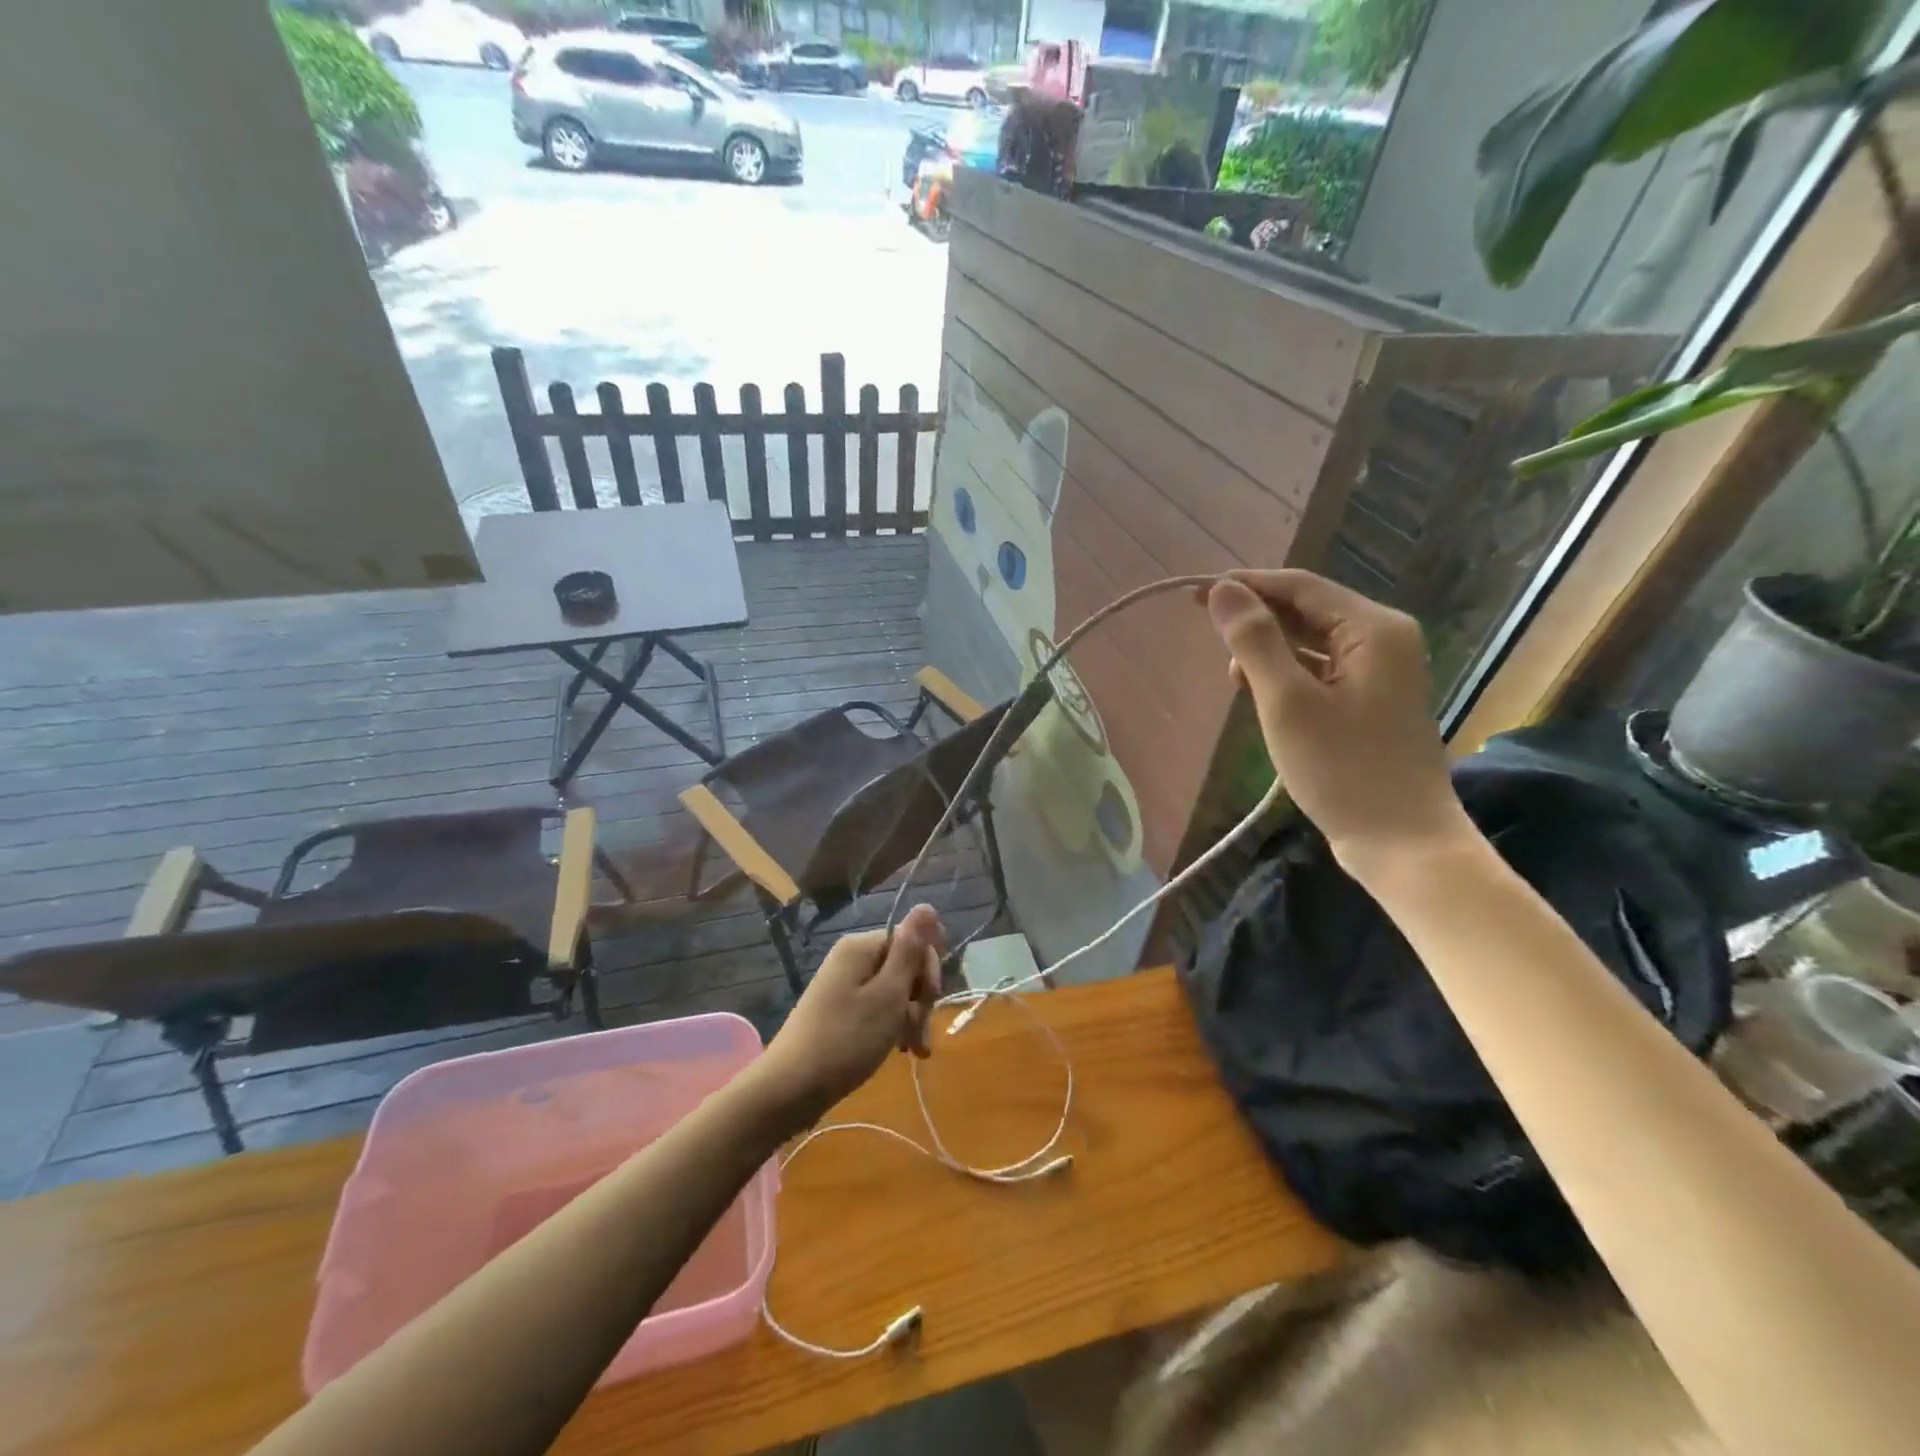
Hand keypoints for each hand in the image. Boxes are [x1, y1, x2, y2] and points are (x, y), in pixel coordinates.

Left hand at [759, 905, 945, 1120]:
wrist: (789, 1089)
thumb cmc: (846, 1040)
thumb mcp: (888, 995)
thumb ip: (910, 950)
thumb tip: (927, 905)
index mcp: (861, 947)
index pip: (912, 941)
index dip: (928, 970)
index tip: (930, 1001)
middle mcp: (852, 959)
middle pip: (904, 966)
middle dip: (920, 999)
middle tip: (920, 1034)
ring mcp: (844, 986)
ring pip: (894, 992)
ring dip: (911, 1018)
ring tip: (914, 1050)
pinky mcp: (840, 1011)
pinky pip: (878, 1009)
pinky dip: (893, 1027)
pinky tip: (901, 1051)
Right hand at [1205, 570, 1467, 875]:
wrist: (1401, 842)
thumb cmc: (1342, 769)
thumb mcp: (1287, 702)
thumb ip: (1255, 641)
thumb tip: (1221, 591)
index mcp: (1373, 628)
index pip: (1299, 587)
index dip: (1245, 585)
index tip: (1192, 595)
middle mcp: (1384, 638)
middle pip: (1308, 610)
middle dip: (1257, 618)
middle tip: (1205, 632)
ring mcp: (1381, 671)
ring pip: (1312, 641)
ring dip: (1269, 649)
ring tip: (1232, 674)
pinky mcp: (1371, 700)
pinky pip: (1321, 668)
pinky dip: (1287, 673)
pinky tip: (1260, 693)